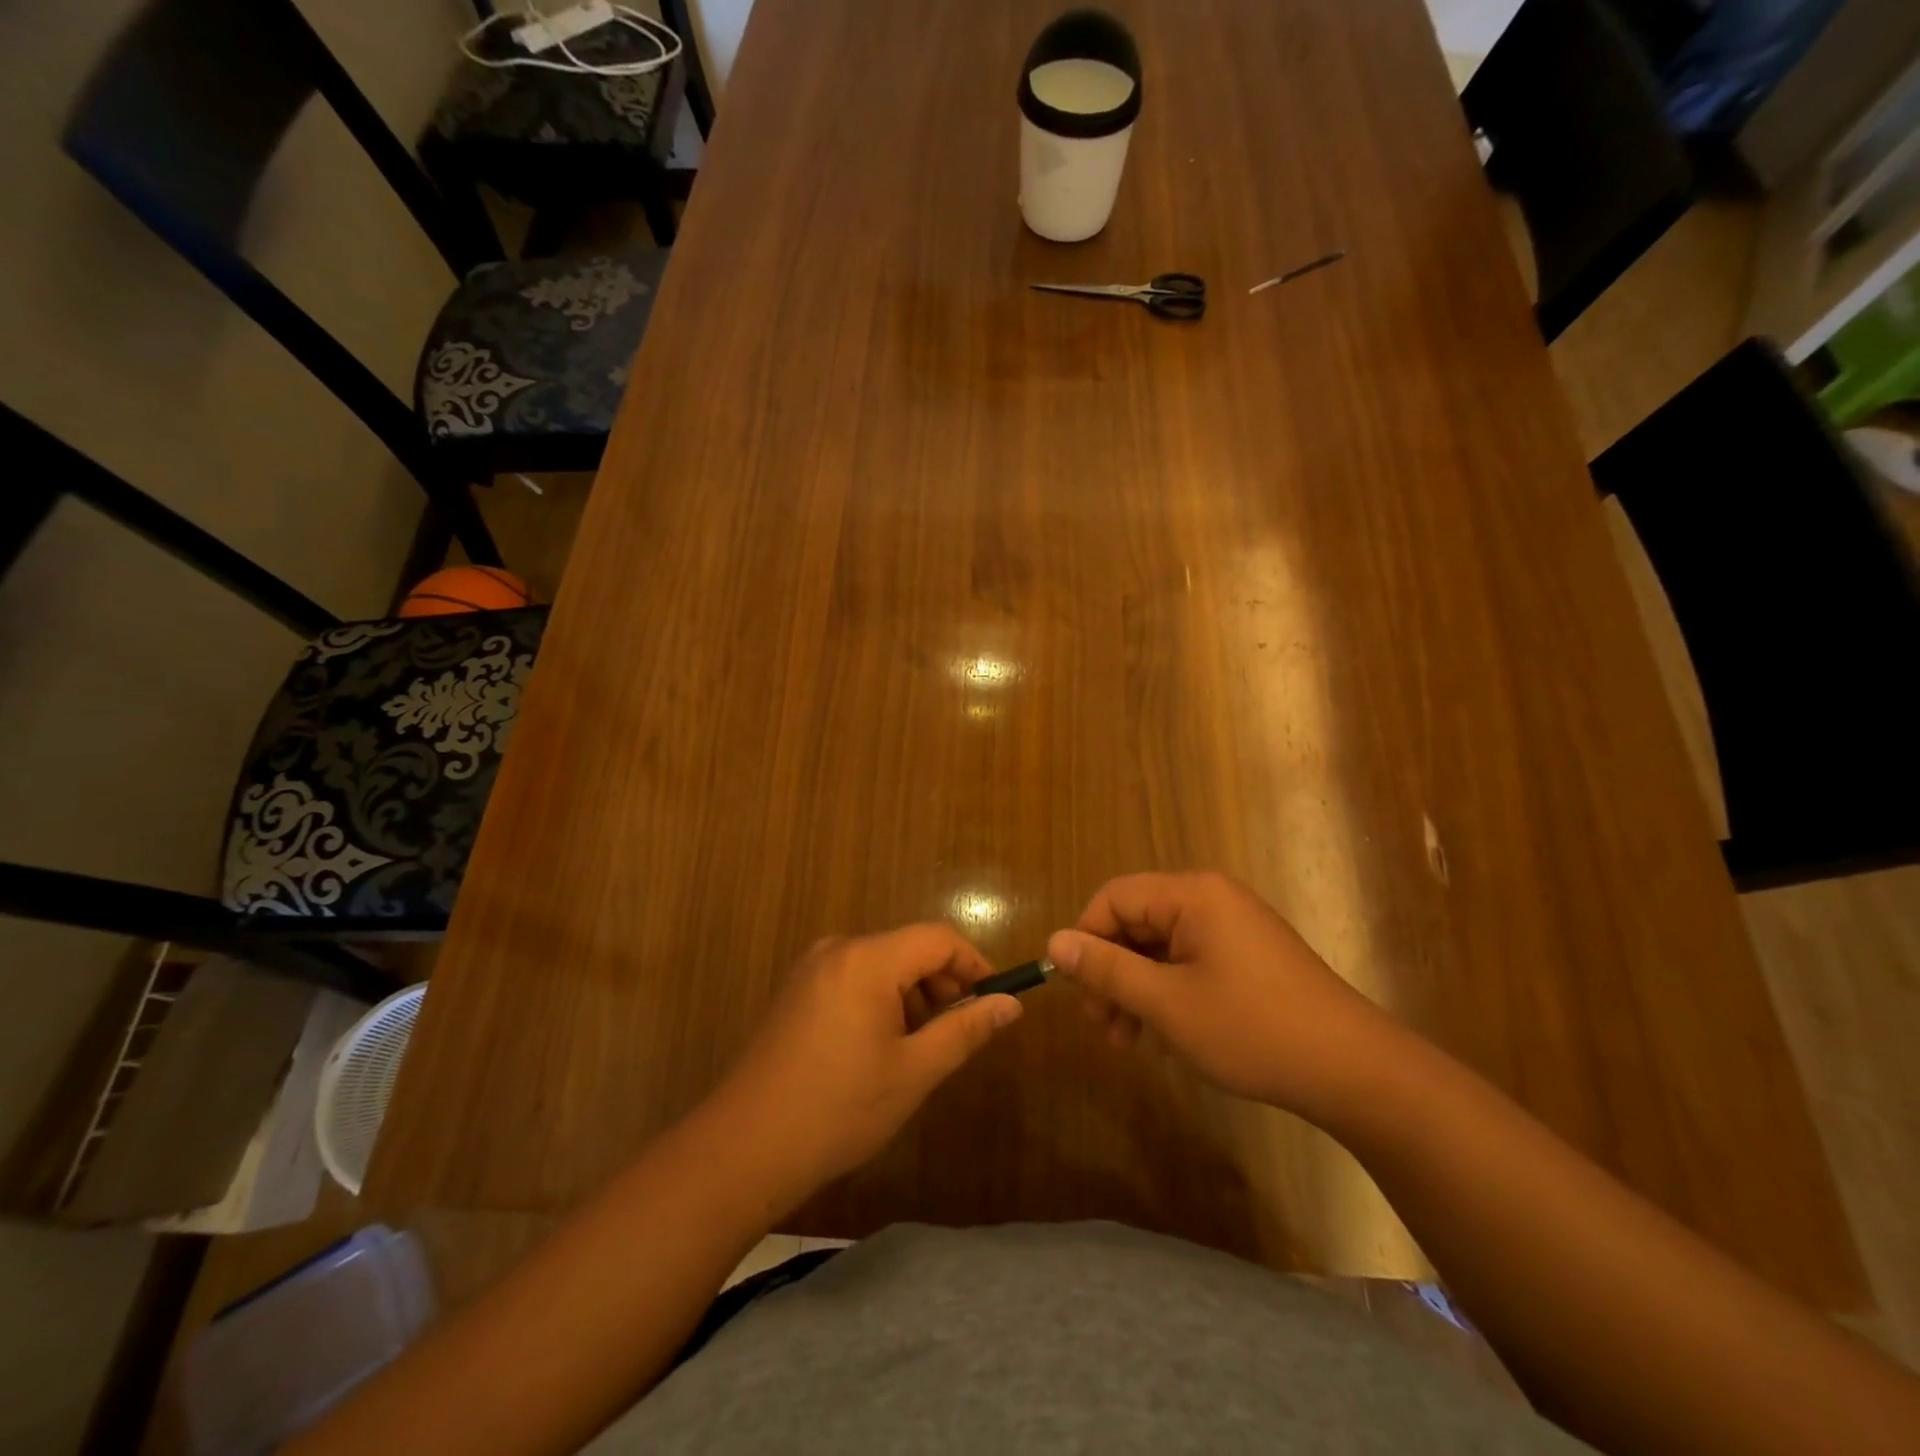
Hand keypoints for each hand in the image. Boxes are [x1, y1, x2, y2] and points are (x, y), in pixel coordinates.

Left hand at [704, 924, 1021, 1205]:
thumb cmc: (838, 1109)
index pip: (938, 938)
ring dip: (913, 996)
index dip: (974, 964)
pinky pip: (856, 978)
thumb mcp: (913, 1071)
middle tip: (958, 1033)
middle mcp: (839, 949)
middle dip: (943, 984)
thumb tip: (1011, 1003)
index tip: (994, 1002)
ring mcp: (813, 968)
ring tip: (920, 1049)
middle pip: (910, 948)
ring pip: (884, 965)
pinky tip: (882, 1048)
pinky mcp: (798, 990)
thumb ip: (965, 1030)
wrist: (744, 1148)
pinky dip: (882, 1001)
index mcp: (867, 959)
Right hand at [1047, 871, 1400, 1121]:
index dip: (1086, 940)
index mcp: (1191, 895)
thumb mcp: (1167, 1003)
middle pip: (1136, 922)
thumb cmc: (1251, 1029)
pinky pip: (1188, 962)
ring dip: (1136, 989)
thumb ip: (1108, 969)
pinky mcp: (1246, 956)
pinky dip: (1167, 993)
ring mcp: (1232, 927)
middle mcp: (1210, 899)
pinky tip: (1163, 1035)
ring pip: (1160, 947)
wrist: (1353, 1070)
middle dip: (1112, 973)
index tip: (1078, 992)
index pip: (1114, 898)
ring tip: (1128, 1041)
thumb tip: (1055, 943)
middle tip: (1104, 1027)